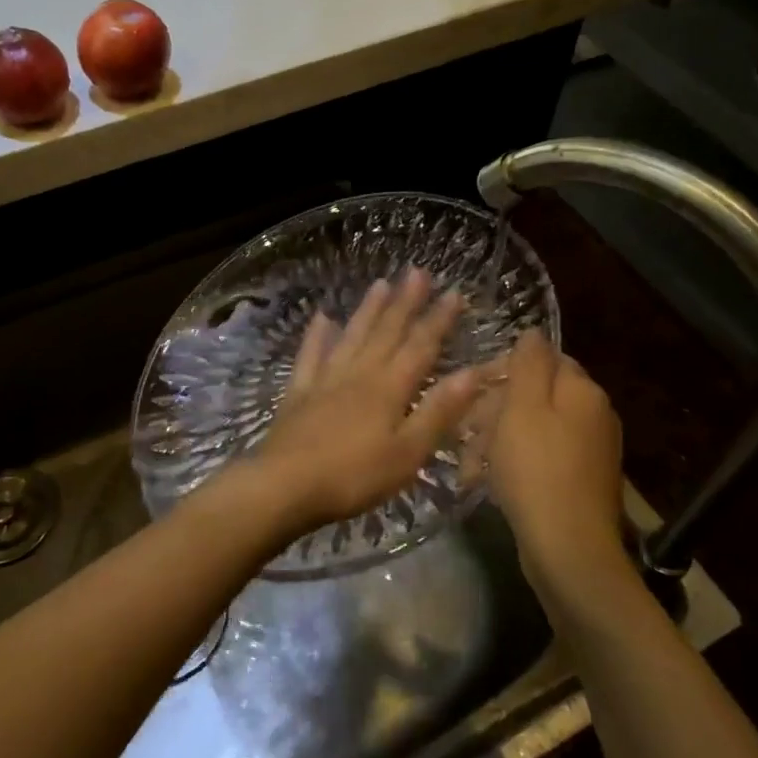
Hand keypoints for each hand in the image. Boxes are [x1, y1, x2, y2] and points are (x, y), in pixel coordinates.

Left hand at [248, 269, 484, 539]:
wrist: (285, 485)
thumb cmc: (354, 476)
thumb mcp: (408, 453)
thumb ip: (438, 411)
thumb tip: (472, 372)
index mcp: (389, 389)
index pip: (420, 347)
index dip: (438, 320)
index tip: (453, 293)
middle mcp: (358, 374)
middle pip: (386, 332)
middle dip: (404, 302)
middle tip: (416, 272)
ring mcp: (325, 380)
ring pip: (351, 336)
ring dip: (368, 310)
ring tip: (380, 284)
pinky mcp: (298, 393)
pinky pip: (310, 356)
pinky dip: (317, 335)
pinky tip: (322, 318)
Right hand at [483, 330, 630, 578]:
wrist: (568, 549)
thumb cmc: (536, 469)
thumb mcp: (522, 407)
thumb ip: (528, 363)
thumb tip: (534, 332)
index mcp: (583, 391)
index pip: (542, 359)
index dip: (503, 370)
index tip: (470, 390)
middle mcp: (594, 415)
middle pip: (535, 395)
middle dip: (493, 411)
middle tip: (463, 433)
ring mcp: (590, 451)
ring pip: (532, 429)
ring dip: (496, 441)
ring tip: (468, 466)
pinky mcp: (580, 482)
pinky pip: (540, 458)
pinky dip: (513, 465)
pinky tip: (488, 483)